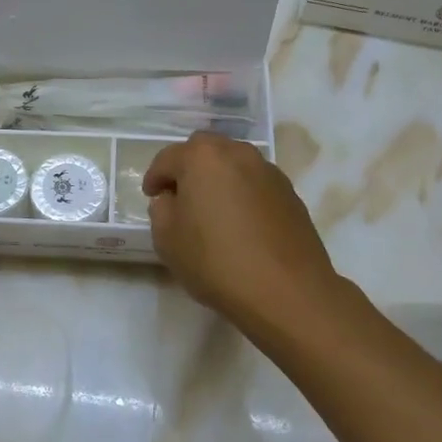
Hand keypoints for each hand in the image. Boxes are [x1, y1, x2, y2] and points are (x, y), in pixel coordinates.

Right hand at [144, 131, 344, 338]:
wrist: (286, 291)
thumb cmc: (215, 261)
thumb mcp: (167, 239)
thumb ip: (162, 210)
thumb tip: (172, 199)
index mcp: (202, 157)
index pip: (168, 158)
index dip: (155, 177)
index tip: (151, 196)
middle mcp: (237, 153)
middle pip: (205, 150)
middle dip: (188, 168)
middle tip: (180, 196)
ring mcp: (269, 172)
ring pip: (234, 164)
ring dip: (218, 178)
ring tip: (212, 210)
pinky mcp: (290, 194)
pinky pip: (256, 184)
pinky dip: (242, 194)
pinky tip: (240, 223)